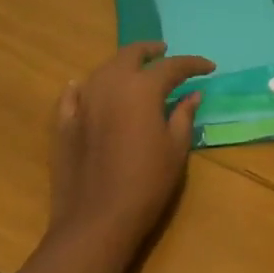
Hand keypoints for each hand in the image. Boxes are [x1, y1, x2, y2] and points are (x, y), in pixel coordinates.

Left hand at [46, 42, 214, 253]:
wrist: (96, 221)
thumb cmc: (146, 183)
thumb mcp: (175, 149)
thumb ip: (183, 115)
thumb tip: (192, 94)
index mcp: (141, 89)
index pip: (172, 66)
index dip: (193, 64)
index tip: (208, 67)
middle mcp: (110, 85)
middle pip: (130, 55)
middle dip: (150, 51)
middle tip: (164, 53)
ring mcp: (83, 102)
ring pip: (103, 70)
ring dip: (122, 66)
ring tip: (135, 72)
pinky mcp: (64, 123)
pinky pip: (74, 95)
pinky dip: (85, 87)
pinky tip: (86, 88)